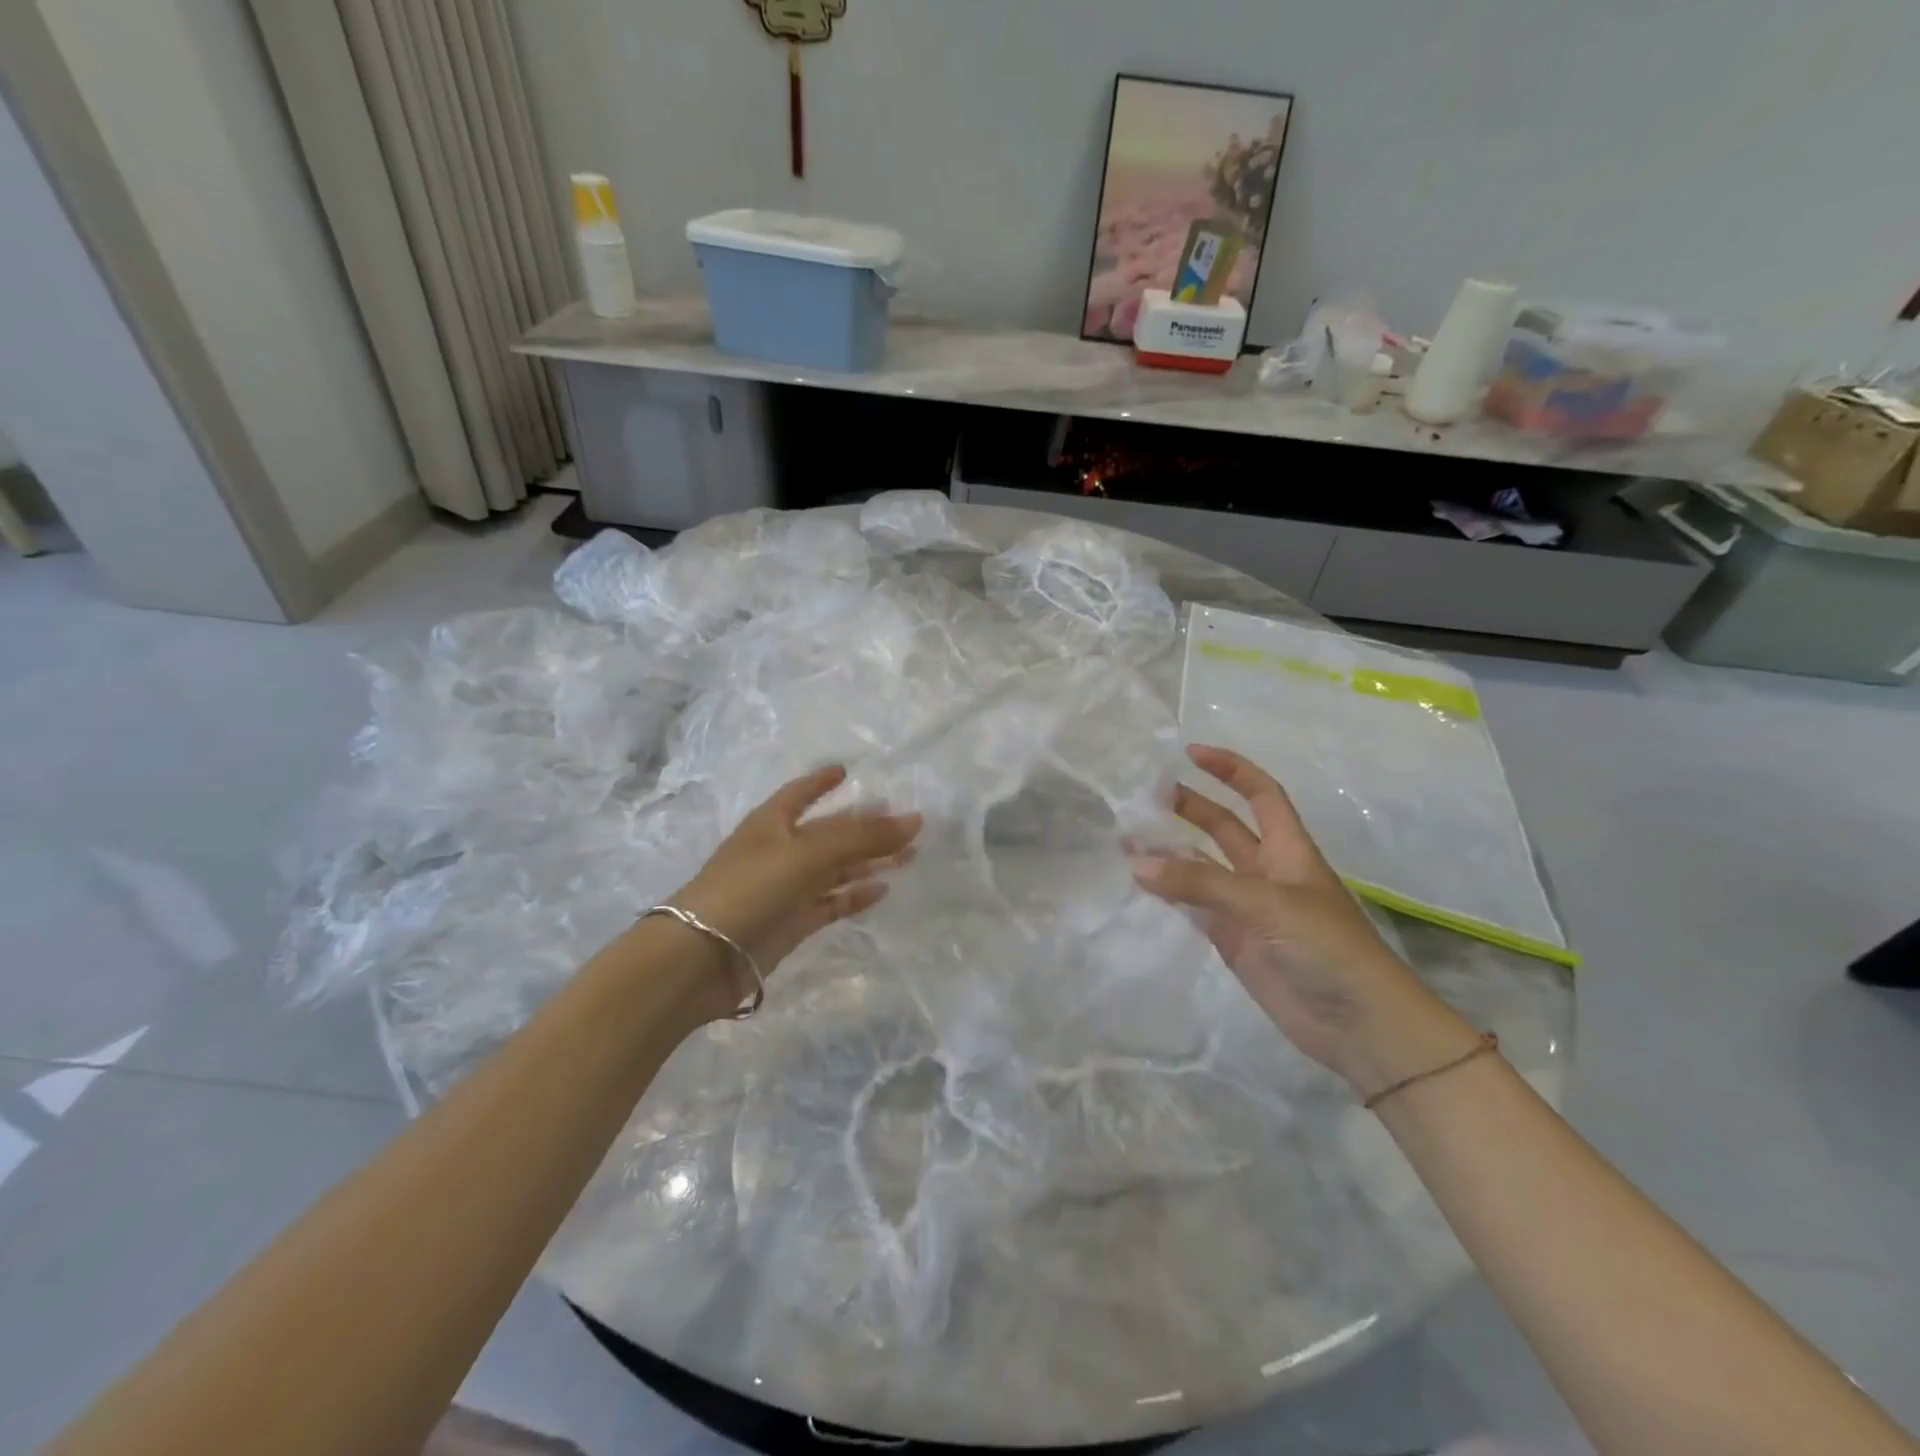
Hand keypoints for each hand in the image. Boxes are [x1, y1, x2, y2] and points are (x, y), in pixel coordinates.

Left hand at [667, 766, 920, 1010]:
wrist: (702, 958)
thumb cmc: (751, 888)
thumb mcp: (808, 853)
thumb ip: (862, 837)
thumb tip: (915, 819)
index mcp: (772, 823)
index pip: (800, 793)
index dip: (821, 781)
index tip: (846, 771)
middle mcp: (779, 851)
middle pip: (829, 833)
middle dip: (863, 826)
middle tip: (905, 822)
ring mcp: (785, 889)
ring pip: (835, 869)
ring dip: (868, 861)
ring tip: (909, 855)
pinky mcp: (791, 924)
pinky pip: (831, 903)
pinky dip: (855, 896)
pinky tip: (882, 890)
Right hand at [1133, 745, 1473, 1092]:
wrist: (1359, 1025)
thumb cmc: (1327, 947)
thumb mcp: (1266, 904)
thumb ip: (1201, 884)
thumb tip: (1137, 864)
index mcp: (1288, 849)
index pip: (1260, 794)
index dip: (1231, 769)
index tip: (1190, 753)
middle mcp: (1266, 871)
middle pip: (1223, 827)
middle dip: (1188, 808)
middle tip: (1142, 799)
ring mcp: (1247, 907)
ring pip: (1201, 868)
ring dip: (1170, 853)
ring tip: (1126, 839)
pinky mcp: (1233, 941)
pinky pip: (1194, 907)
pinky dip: (1169, 894)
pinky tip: (1140, 883)